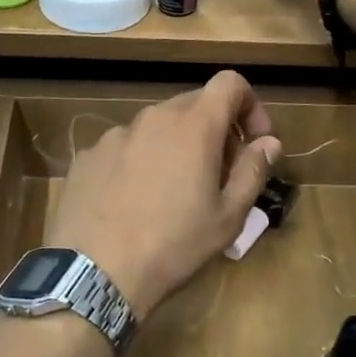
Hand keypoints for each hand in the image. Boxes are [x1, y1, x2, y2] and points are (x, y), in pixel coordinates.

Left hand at [47, 73, 282, 319]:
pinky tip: (133, 203)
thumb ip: (252, 171)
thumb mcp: (228, 218)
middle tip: (220, 174)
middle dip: (215, 130)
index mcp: (193, 125)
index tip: (254, 141)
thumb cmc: (173, 245)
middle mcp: (151, 118)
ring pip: (156, 127)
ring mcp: (113, 135)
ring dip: (175, 146)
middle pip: (193, 104)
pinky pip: (124, 148)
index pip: (229, 83)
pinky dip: (139, 162)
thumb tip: (268, 143)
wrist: (93, 273)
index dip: (250, 105)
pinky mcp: (86, 157)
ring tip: (174, 193)